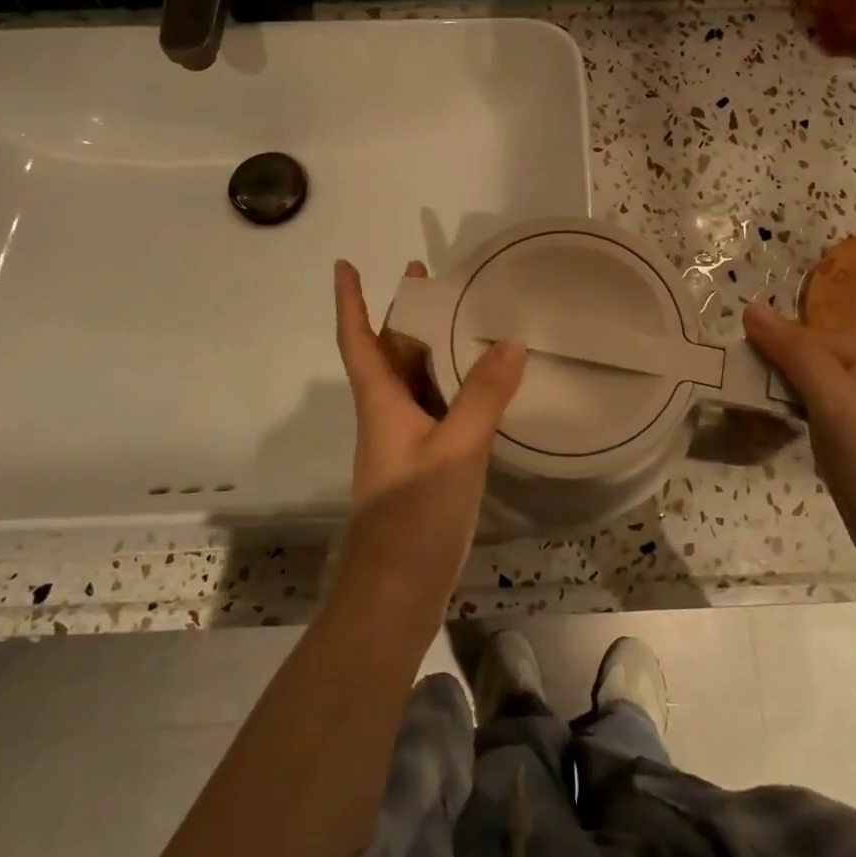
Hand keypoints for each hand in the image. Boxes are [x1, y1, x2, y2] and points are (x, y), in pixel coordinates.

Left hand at [331, 259, 526, 610]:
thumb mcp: (457, 449)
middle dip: (406, 314)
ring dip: (431, 348)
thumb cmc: (415, 514)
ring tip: (466, 319)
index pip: (357, 340)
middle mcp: (387, 415)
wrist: (396, 592)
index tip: (345, 265)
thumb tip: (510, 340)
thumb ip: (484, 395)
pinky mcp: (422, 464)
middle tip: (435, 279)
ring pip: (414, 381)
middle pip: (389, 353)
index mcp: (381, 403)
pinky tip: (483, 385)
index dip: (350, 301)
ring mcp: (404, 441)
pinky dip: (453, 386)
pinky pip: (436, 408)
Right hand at [743, 279, 855, 566]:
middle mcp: (848, 362)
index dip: (756, 347)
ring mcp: (840, 394)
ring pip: (783, 378)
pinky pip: (789, 402)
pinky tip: (762, 430)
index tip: (730, 376)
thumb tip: (749, 307)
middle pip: (784, 351)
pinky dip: (772, 413)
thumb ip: (793, 350)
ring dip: (760, 394)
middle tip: (737, 403)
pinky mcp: (831, 422)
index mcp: (853, 346)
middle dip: (756, 372)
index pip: (787, 329)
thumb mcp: (831, 397)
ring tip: (746, 420)